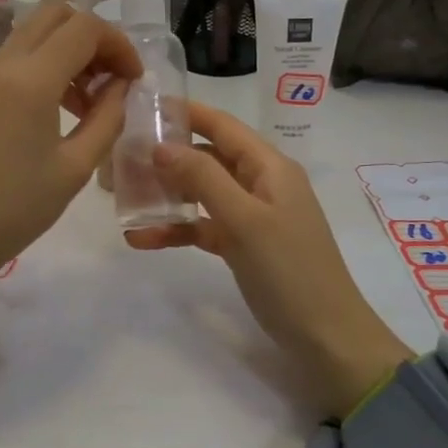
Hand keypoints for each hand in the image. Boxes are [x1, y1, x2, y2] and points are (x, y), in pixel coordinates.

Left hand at [0, 3, 141, 310]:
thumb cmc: (16, 210)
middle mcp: (4, 64)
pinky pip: (18, 56)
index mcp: (31, 80)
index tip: (135, 79)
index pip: (84, 28)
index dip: (119, 44)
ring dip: (70, 49)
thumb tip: (122, 86)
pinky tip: (61, 106)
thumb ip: (107, 118)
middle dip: (94, 37)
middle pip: (56, 14)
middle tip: (113, 78)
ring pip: (36, 32)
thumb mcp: (75, 168)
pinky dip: (47, 63)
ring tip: (91, 99)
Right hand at [126, 101, 411, 415]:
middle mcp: (260, 183)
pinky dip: (178, 229)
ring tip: (124, 197)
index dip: (185, 113)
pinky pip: (204, 226)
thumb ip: (203, 178)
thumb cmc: (289, 271)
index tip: (142, 108)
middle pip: (207, 156)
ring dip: (166, 195)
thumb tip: (161, 145)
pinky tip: (143, 238)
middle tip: (121, 158)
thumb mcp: (244, 220)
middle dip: (166, 157)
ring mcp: (252, 215)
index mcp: (269, 166)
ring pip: (201, 192)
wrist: (326, 338)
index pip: (222, 125)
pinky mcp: (243, 244)